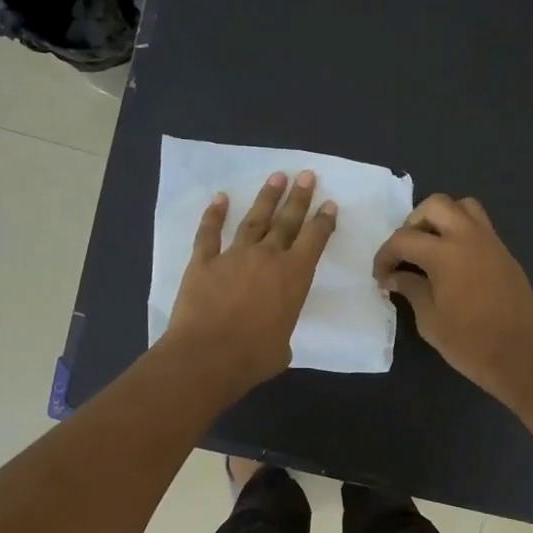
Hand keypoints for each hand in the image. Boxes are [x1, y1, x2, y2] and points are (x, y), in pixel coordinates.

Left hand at [165, 170, 336, 392]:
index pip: (314, 239)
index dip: (323, 220)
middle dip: (298, 198)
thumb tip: (271, 333)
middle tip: (306, 175)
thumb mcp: (282, 346)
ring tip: (276, 178)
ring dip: (266, 198)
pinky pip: (209, 233)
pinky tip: (220, 198)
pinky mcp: (203, 262)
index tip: (329, 203)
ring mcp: (233, 256)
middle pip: (286, 221)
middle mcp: (267, 257)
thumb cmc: (253, 357)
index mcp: (293, 276)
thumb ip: (280, 329)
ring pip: (253, 220)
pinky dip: (214, 215)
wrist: (208, 355)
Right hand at [373, 194, 532, 404]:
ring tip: (431, 248)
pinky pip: (480, 227)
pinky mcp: (505, 254)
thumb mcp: (430, 320)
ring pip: (463, 207)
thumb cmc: (470, 343)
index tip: (381, 276)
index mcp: (445, 254)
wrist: (522, 357)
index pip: (403, 239)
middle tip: (407, 252)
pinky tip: (454, 264)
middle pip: (435, 205)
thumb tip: (395, 276)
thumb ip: (411, 289)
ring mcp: (491, 243)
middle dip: (413, 223)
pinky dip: (461, 233)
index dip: (385, 256)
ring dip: (442, 219)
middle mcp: (469, 237)